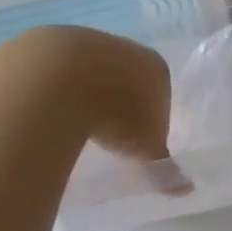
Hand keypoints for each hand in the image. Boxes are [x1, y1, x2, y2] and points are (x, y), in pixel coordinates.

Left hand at [10, 25, 176, 167]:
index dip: (151, 118)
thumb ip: (164, 168)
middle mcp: (123, 48)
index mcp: (154, 67)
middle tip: (106, 134)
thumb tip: (186, 190)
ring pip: (88, 72)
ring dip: (84, 95)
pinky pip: (54, 72)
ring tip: (73, 126)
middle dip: (118, 103)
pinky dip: (53, 91)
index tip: (137, 140)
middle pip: (125, 78)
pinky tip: (46, 112)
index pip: (160, 92)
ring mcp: (82, 41)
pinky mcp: (45, 43)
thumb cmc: (116, 114)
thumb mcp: (146, 149)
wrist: (57, 81)